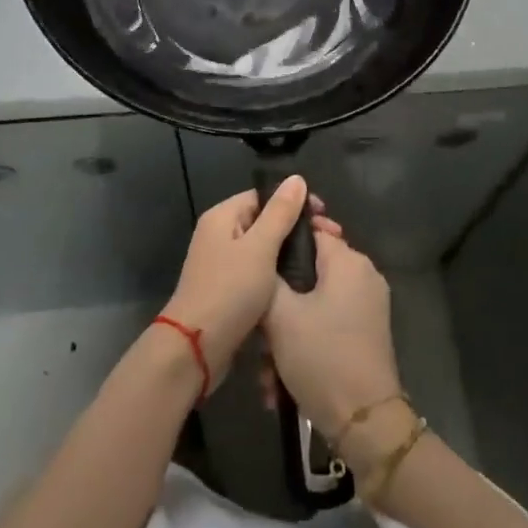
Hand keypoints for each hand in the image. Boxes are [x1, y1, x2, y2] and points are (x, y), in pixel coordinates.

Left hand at [161, 177, 339, 388]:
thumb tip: (296, 178)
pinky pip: (260, 273)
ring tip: (323, 262)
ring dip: (292, 253)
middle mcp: (220, 235)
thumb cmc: (229, 291)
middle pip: (265, 222)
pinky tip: (302, 285)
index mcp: (222, 217)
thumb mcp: (260, 247)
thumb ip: (280, 213)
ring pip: (265, 250)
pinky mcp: (229, 291)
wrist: (196, 349)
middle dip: (298, 229)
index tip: (324, 216)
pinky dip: (280, 275)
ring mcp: (223, 265)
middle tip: (331, 241)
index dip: (294, 202)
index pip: (263, 197)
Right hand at [262, 231, 402, 448]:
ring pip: (313, 304)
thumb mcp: (281, 315)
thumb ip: (267, 276)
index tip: (253, 263)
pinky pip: (326, 324)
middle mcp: (363, 276)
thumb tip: (262, 255)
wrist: (365, 425)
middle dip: (279, 302)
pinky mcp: (366, 334)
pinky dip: (304, 344)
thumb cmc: (321, 357)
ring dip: (286, 333)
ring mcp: (367, 306)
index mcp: (348, 261)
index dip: (279, 242)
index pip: (309, 230)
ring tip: (266, 369)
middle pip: (308, 271)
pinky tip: (280, 382)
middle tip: (256, 330)